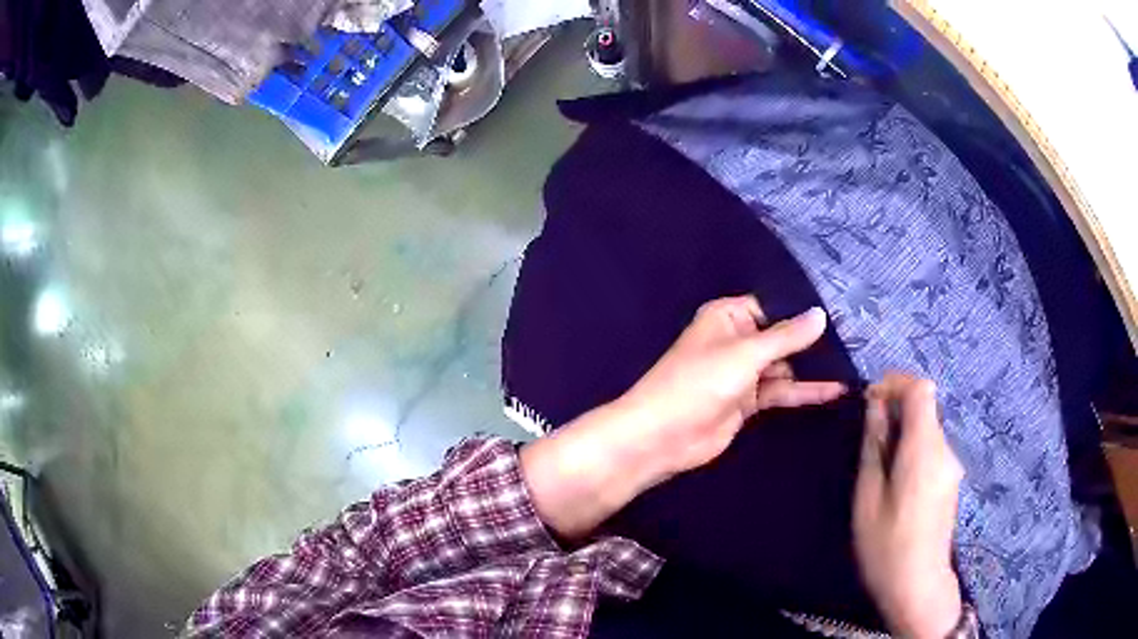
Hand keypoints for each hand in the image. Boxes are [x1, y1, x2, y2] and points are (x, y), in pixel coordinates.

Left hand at [620, 296, 846, 474]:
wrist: (664, 436)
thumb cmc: (699, 382)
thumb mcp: (746, 353)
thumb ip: (786, 336)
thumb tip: (821, 314)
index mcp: (728, 317)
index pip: (773, 305)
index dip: (804, 308)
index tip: (842, 306)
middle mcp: (737, 340)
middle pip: (782, 335)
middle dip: (814, 338)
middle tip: (858, 335)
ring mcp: (743, 372)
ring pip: (785, 365)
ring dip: (814, 366)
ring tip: (855, 360)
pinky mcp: (748, 401)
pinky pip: (782, 391)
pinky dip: (805, 391)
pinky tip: (836, 389)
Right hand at [853, 374, 964, 638]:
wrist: (918, 586)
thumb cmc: (886, 546)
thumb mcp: (868, 497)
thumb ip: (875, 447)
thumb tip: (875, 408)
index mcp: (924, 449)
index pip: (921, 388)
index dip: (896, 382)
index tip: (870, 400)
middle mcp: (944, 450)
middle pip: (925, 408)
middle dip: (896, 411)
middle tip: (867, 439)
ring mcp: (951, 466)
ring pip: (927, 430)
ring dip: (903, 433)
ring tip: (877, 467)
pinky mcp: (950, 481)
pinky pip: (931, 450)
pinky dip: (912, 450)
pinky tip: (895, 484)